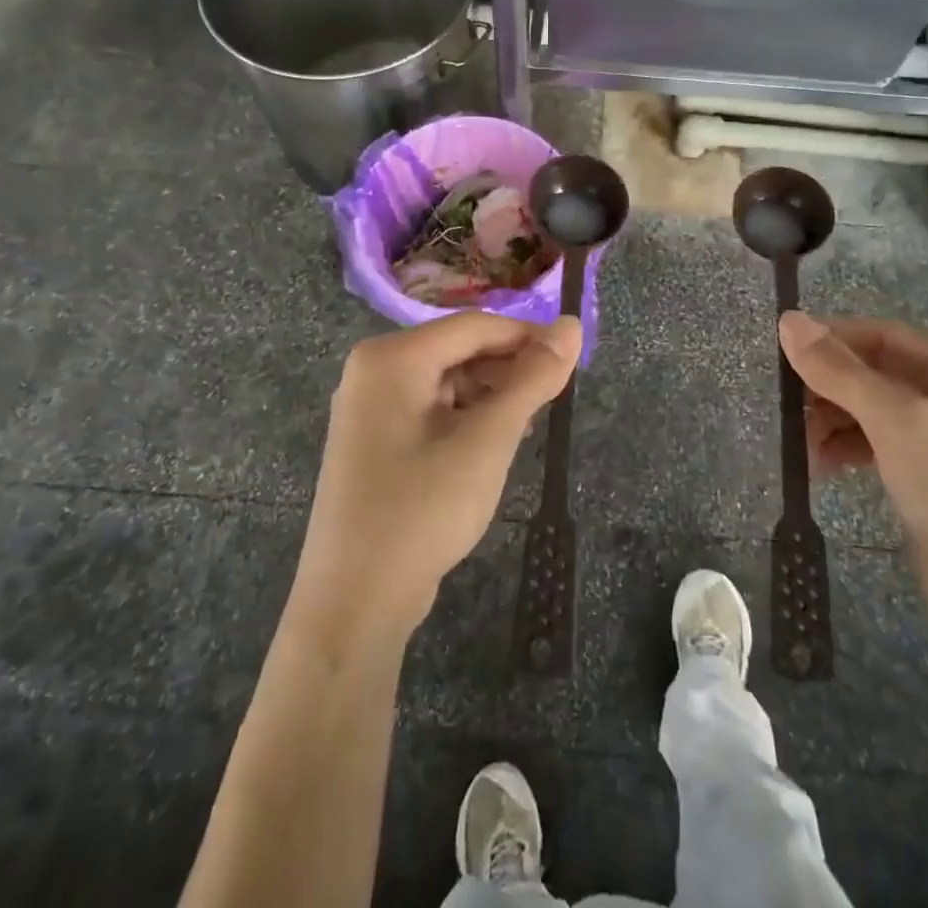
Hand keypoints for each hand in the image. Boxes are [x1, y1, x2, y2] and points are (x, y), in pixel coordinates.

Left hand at [289, 312, 580, 647]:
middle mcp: (374, 370)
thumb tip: (571, 325)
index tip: (572, 358)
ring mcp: (369, 407)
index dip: (527, 336)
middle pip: (458, 350)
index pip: (474, 326)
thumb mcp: (489, 439)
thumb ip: (533, 378)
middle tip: (552, 400)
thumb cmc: (423, 509)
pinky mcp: (374, 440)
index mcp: (392, 356)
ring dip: (490, 397)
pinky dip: (466, 419)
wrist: (356, 602)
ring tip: (525, 427)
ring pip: (448, 381)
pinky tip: (492, 445)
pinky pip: (431, 409)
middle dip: (508, 371)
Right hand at [778, 311, 927, 653]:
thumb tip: (787, 318)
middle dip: (827, 389)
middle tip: (785, 411)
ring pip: (870, 409)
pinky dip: (846, 448)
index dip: (828, 341)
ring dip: (831, 421)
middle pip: (873, 371)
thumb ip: (840, 371)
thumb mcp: (900, 424)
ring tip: (801, 448)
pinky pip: (877, 443)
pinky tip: (821, 466)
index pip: (881, 335)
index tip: (777, 356)